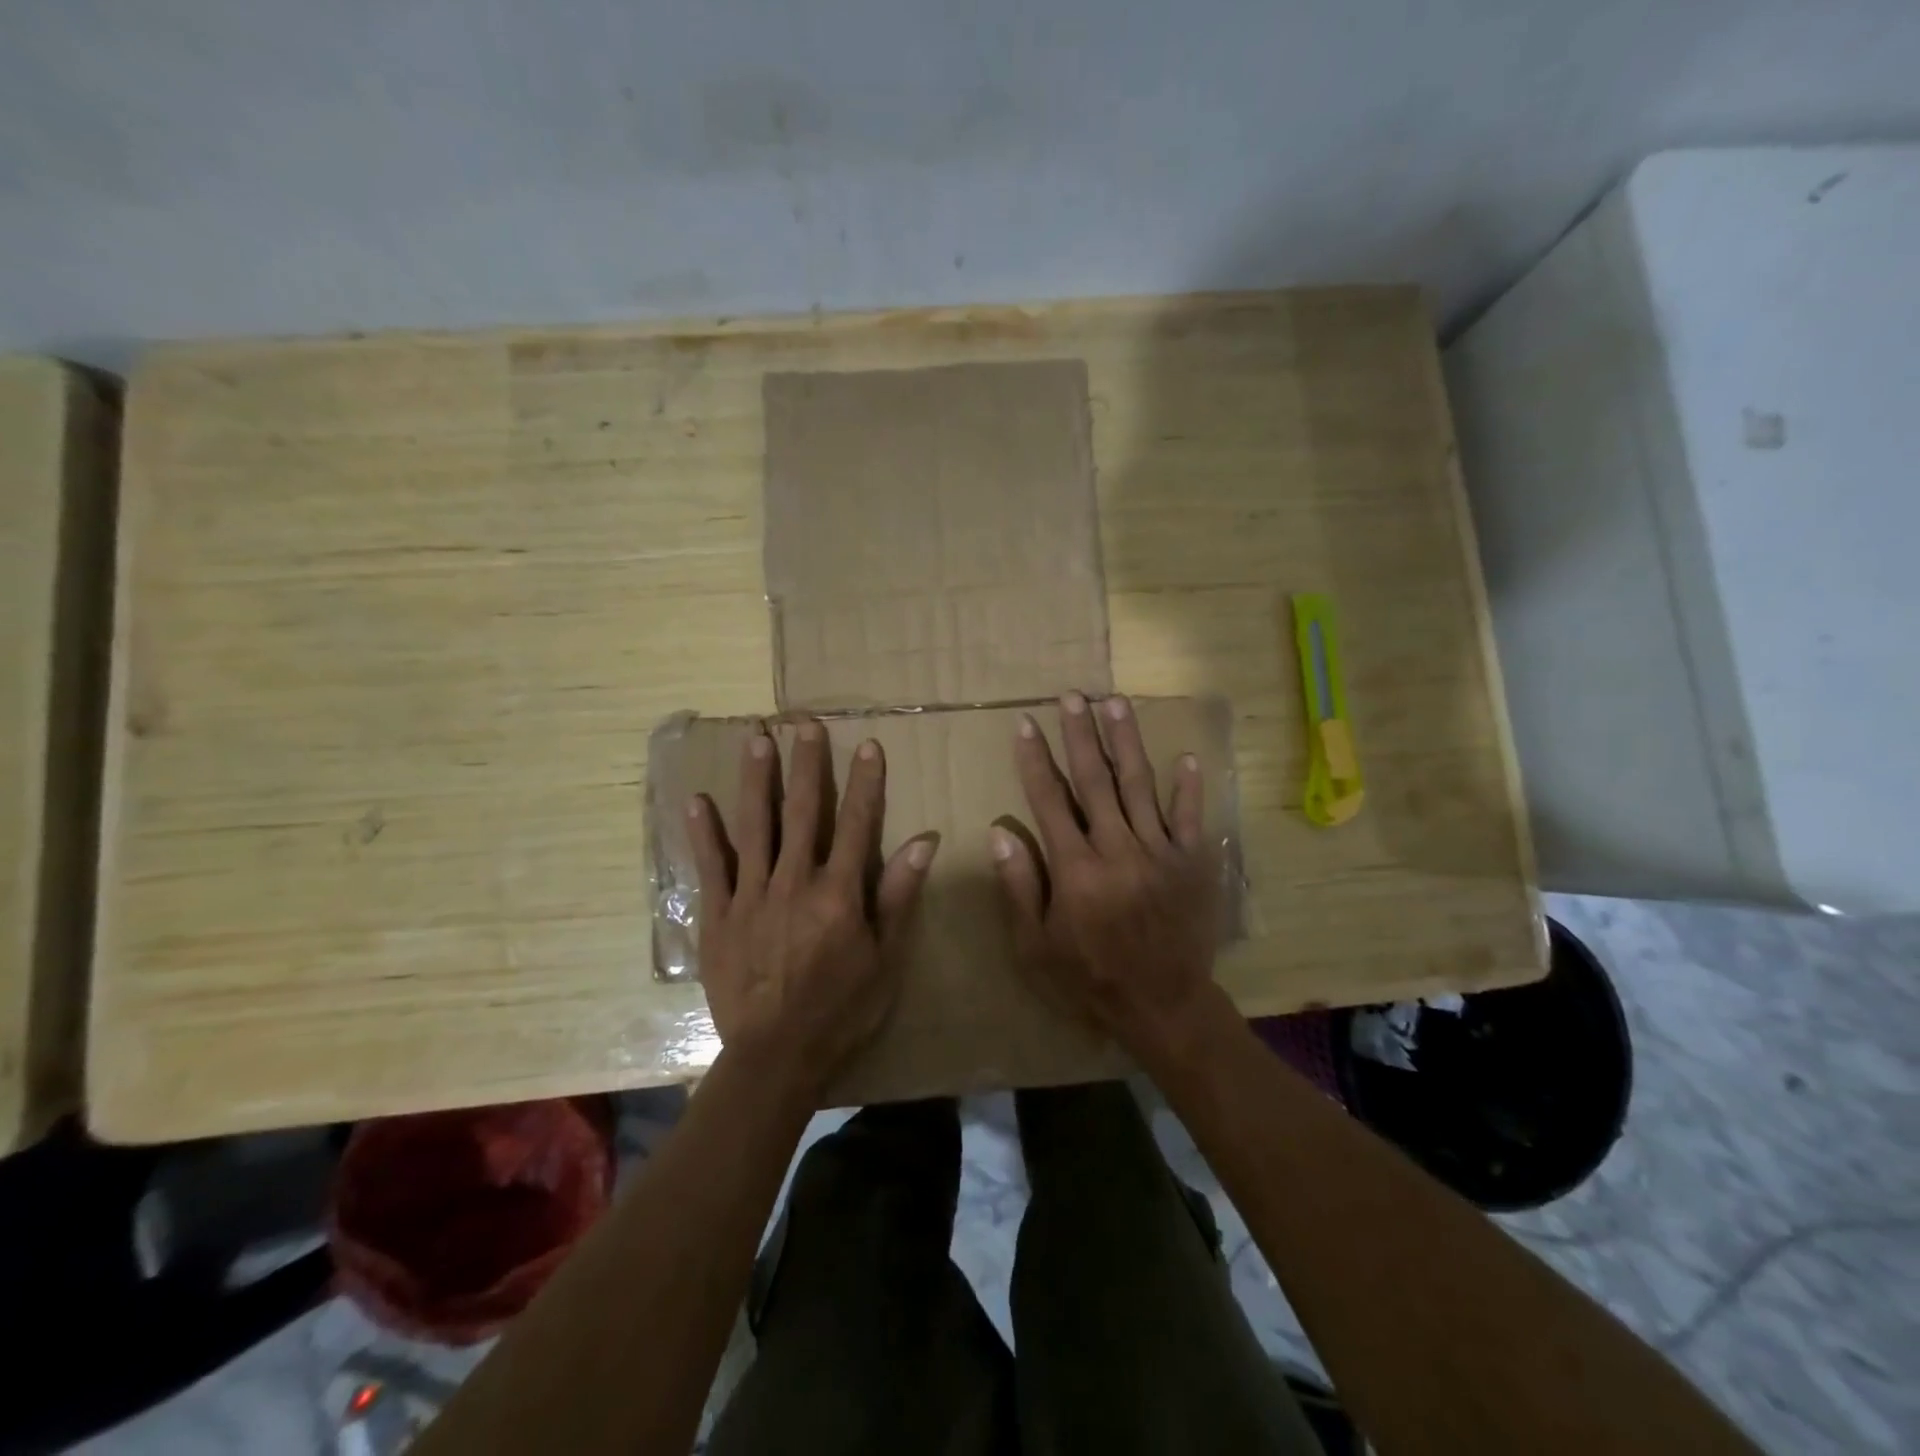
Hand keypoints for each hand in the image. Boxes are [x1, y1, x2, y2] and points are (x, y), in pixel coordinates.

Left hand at [687, 719, 936, 1095]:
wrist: (776, 1057)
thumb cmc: (842, 1010)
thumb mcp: (886, 959)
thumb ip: (899, 896)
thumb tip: (924, 842)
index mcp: (839, 893)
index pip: (858, 823)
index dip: (865, 782)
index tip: (867, 744)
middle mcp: (794, 882)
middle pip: (802, 812)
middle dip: (805, 765)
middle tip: (803, 723)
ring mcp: (751, 896)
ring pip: (754, 826)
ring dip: (755, 780)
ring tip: (755, 739)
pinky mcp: (719, 915)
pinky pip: (710, 866)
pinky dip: (703, 833)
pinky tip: (696, 800)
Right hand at [991, 692, 1227, 1069]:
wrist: (1164, 1005)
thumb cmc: (1090, 978)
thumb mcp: (1036, 946)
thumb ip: (1020, 887)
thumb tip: (1000, 833)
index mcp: (1076, 870)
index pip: (1050, 801)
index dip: (1035, 759)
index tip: (1026, 724)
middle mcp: (1117, 850)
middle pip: (1095, 781)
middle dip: (1080, 734)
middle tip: (1072, 696)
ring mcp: (1160, 853)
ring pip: (1139, 785)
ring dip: (1126, 742)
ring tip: (1115, 702)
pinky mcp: (1192, 862)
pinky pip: (1191, 818)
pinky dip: (1188, 788)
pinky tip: (1186, 756)